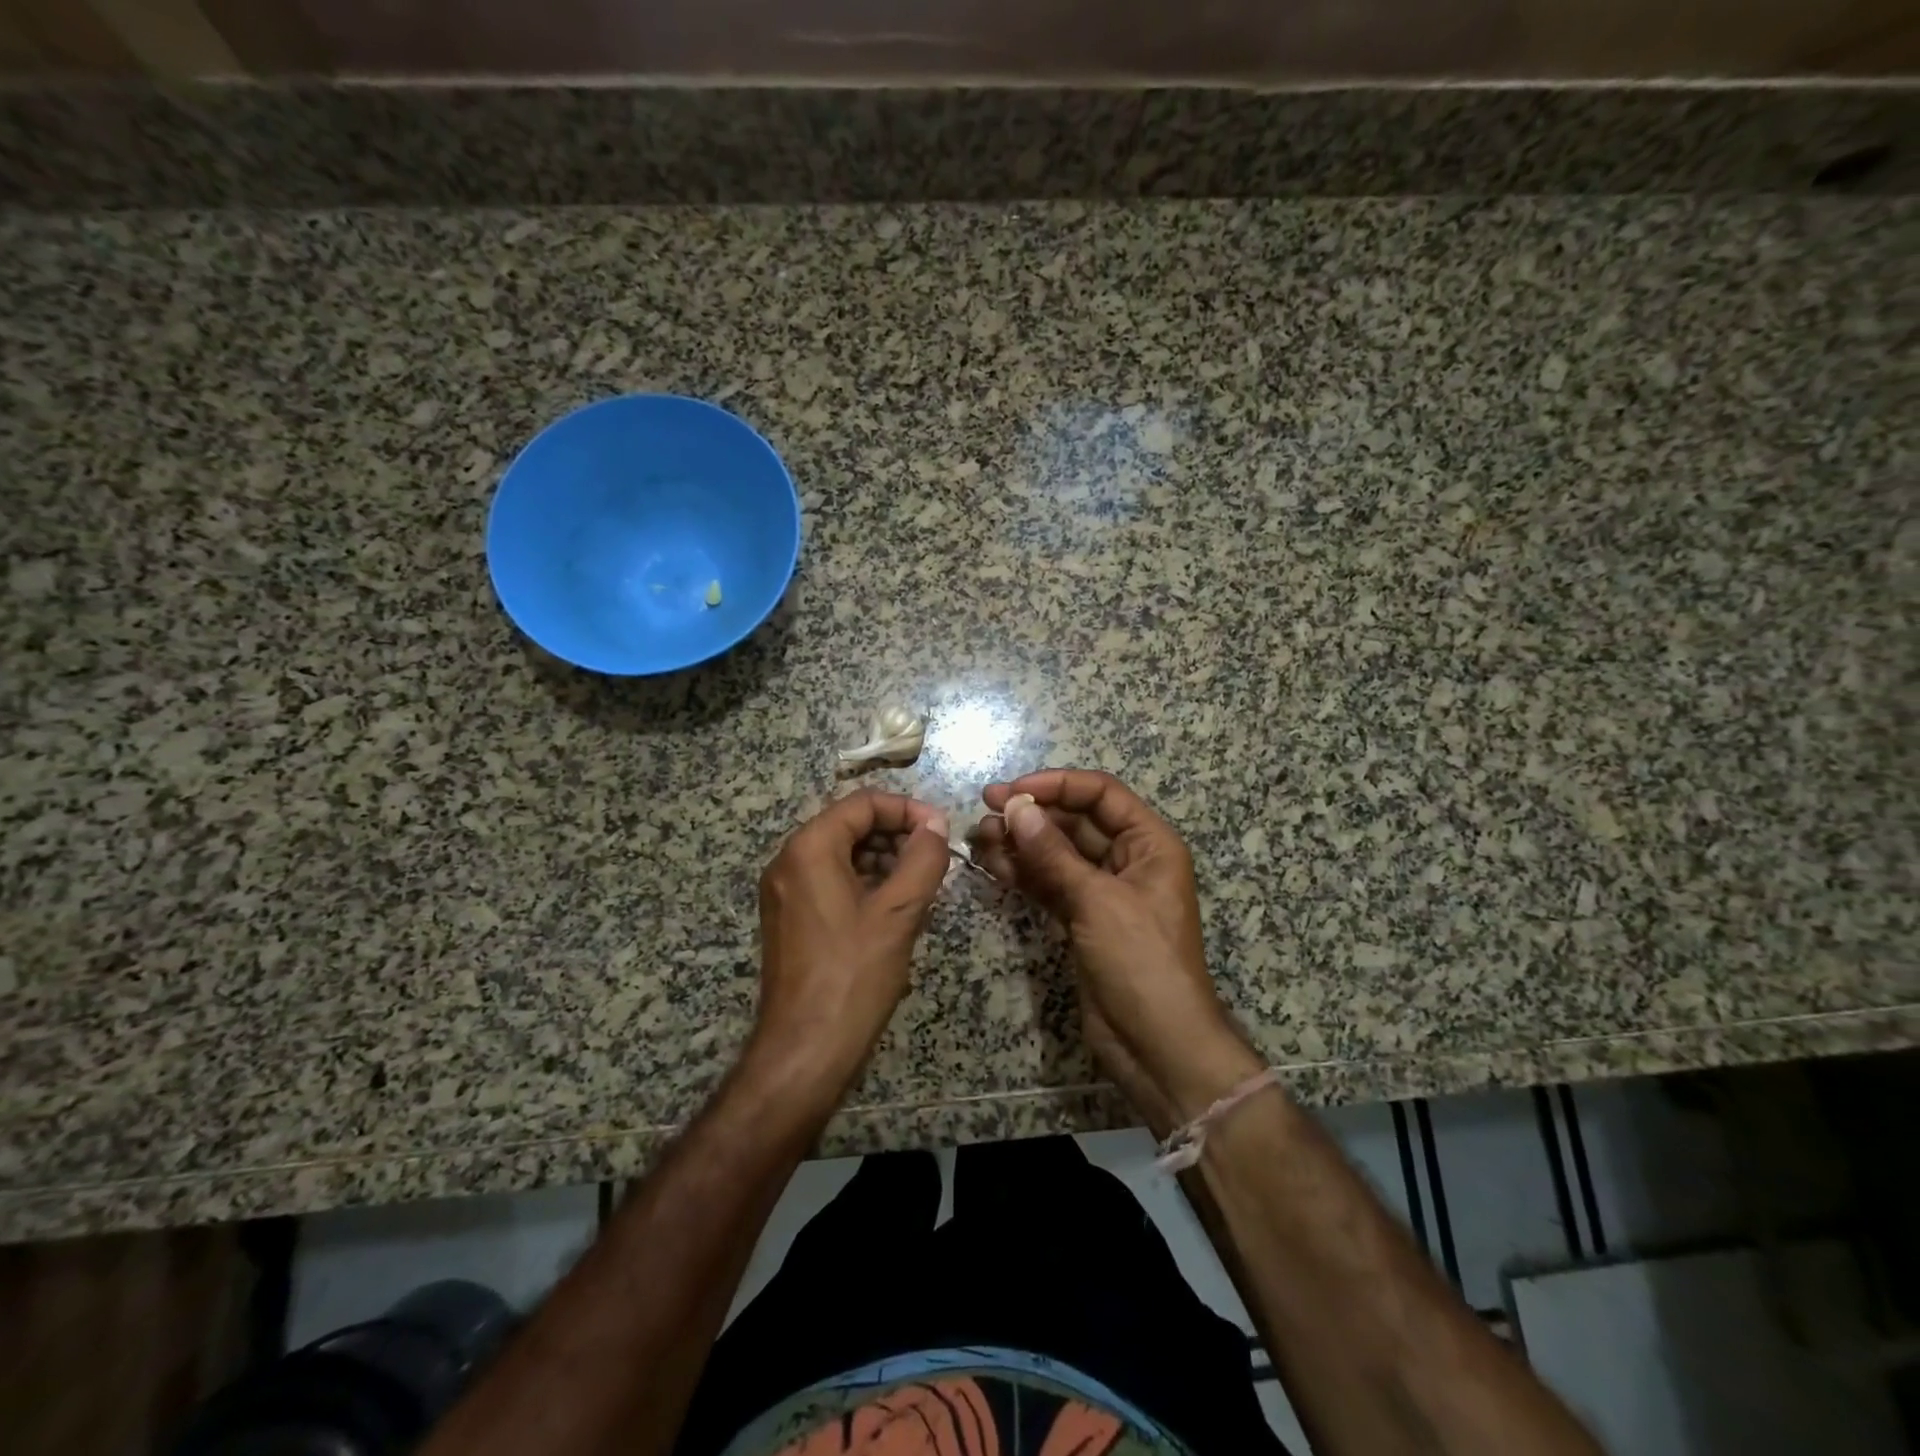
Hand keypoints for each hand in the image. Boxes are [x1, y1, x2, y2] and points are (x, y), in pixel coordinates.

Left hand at [749, 791, 951, 1106]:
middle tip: (936, 859)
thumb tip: (936, 826)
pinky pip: (831, 881)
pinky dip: (866, 882)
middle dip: (896, 834)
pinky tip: (896, 907)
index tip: (942, 831)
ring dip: (884, 859)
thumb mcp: (899, 913)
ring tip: (922, 884)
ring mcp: (785, 891)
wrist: (804, 1051)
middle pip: (850, 825)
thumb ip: (923, 859)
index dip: (907, 809)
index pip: (863, 803)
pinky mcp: (791, 918)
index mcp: (809, 849)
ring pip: (842, 854)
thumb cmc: (853, 976)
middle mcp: (789, 861)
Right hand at [972, 771, 1261, 1130]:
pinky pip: (1049, 884)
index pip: (1100, 795)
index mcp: (1149, 844)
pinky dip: (1023, 873)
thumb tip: (1016, 806)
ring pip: (1057, 853)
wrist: (1156, 1045)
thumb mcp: (1097, 901)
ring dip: (1020, 843)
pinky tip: (992, 862)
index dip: (1057, 785)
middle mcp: (1127, 860)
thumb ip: (1053, 853)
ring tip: (978, 837)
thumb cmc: (1140, 961)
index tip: (1012, 790)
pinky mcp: (1081, 919)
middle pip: (1075, 822)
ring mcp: (1102, 891)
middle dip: (1032, 814)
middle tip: (984, 811)